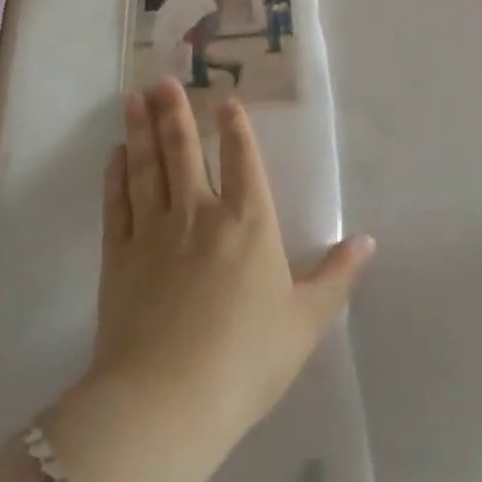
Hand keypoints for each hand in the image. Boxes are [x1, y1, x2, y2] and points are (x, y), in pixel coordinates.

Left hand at [82, 80, 373, 474]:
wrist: (167, 401)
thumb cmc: (247, 360)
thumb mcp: (305, 322)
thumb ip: (336, 277)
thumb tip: (367, 241)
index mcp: (249, 222)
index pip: (242, 160)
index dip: (235, 128)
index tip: (225, 102)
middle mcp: (201, 213)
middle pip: (185, 150)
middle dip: (176, 112)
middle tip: (162, 79)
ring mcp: (155, 232)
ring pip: (147, 167)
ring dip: (141, 130)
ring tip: (135, 98)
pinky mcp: (120, 257)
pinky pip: (119, 204)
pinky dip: (116, 176)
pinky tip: (114, 155)